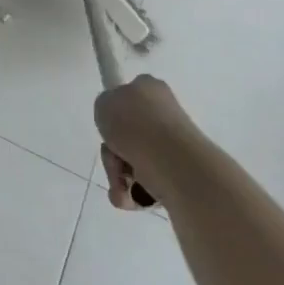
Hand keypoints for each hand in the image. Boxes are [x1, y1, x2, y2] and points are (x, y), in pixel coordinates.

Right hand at [94, 74, 194, 210]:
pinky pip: (148, 184)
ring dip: (119, 176)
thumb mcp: (103, 103)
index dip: (115, 114)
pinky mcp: (181, 174)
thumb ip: (106, 107)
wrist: (171, 161)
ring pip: (134, 162)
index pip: (129, 96)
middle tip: (112, 157)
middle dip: (113, 152)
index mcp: (151, 89)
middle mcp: (166, 114)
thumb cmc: (133, 125)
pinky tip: (129, 195)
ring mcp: (176, 146)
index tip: (110, 128)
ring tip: (120, 183)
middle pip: (128, 135)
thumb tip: (118, 123)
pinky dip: (134, 193)